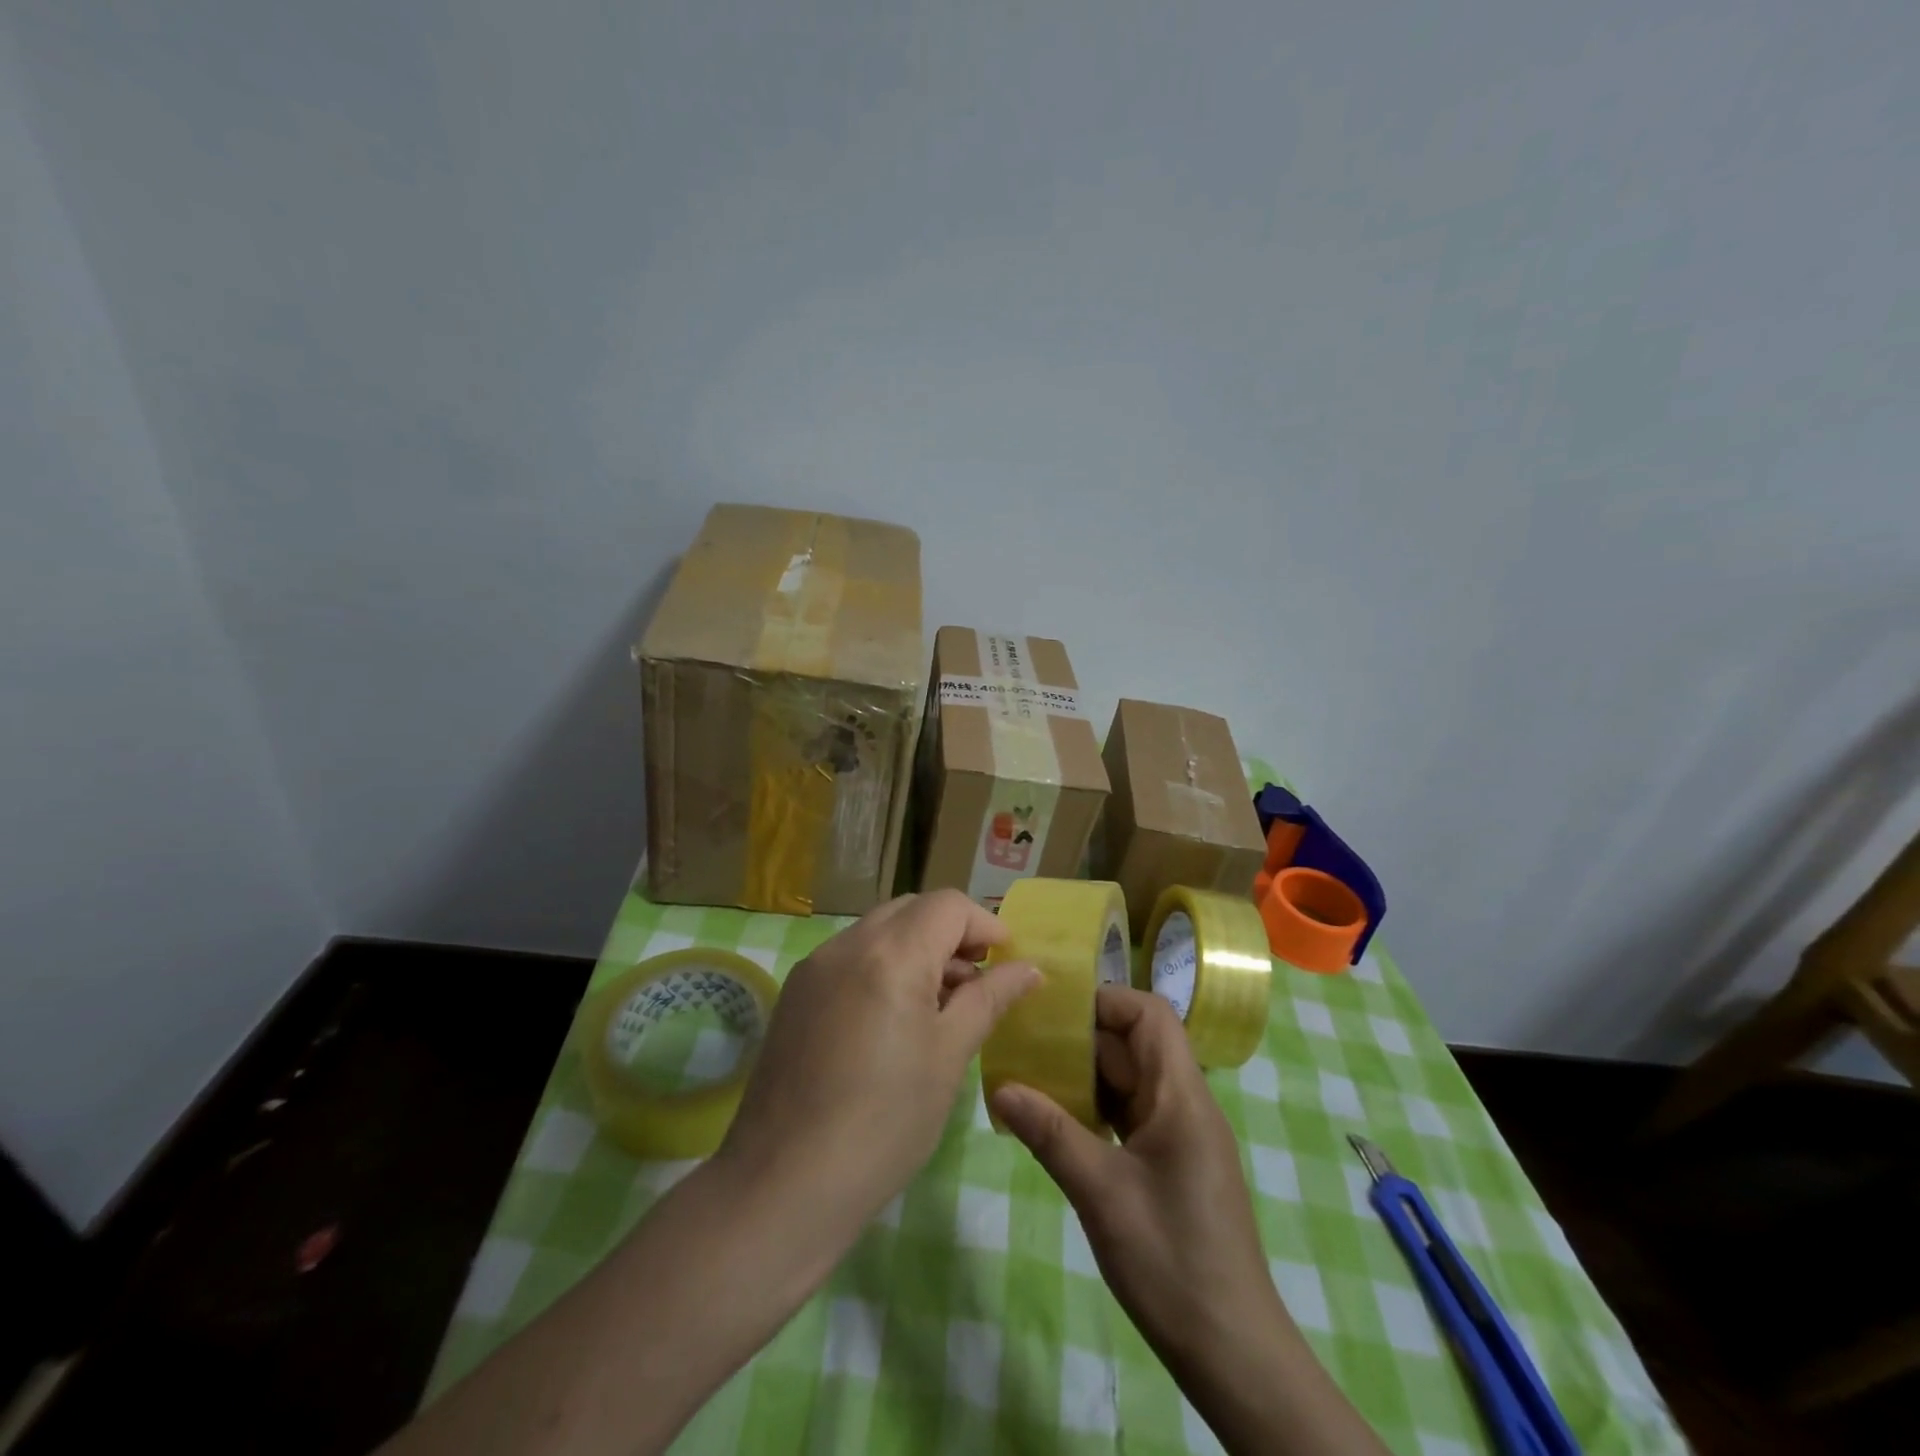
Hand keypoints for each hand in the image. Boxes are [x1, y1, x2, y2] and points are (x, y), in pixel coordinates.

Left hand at [719, 890, 1038, 1244]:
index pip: (948, 905)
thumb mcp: (949, 1056)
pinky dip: (883, 965)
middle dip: (951, 932)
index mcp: (891, 953)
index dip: (985, 923)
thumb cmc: (885, 1123)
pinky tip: (893, 1018)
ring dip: (917, 948)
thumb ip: (989, 999)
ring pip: (879, 930)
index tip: (1007, 960)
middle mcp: (847, 943)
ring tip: (939, 1003)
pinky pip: (850, 957)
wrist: (783, 1185)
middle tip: (976, 979)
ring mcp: (814, 966)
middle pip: (912, 909)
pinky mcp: (795, 993)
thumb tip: (1028, 968)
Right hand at [989, 986, 1277, 1363]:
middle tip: (1027, 1042)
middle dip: (1083, 1037)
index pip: (1151, 1015)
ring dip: (1086, 1075)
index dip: (1106, 1000)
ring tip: (1032, 1076)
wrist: (1232, 1352)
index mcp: (1182, 1096)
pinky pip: (1130, 1115)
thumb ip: (1051, 1134)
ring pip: (1130, 1080)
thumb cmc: (1172, 1261)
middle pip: (1136, 1044)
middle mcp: (1185, 1104)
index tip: (1055, 1011)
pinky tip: (1058, 1123)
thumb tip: (1000, 1087)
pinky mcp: (1172, 1163)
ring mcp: (1180, 1135)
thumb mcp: (1102, 1193)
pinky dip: (1096, 1109)